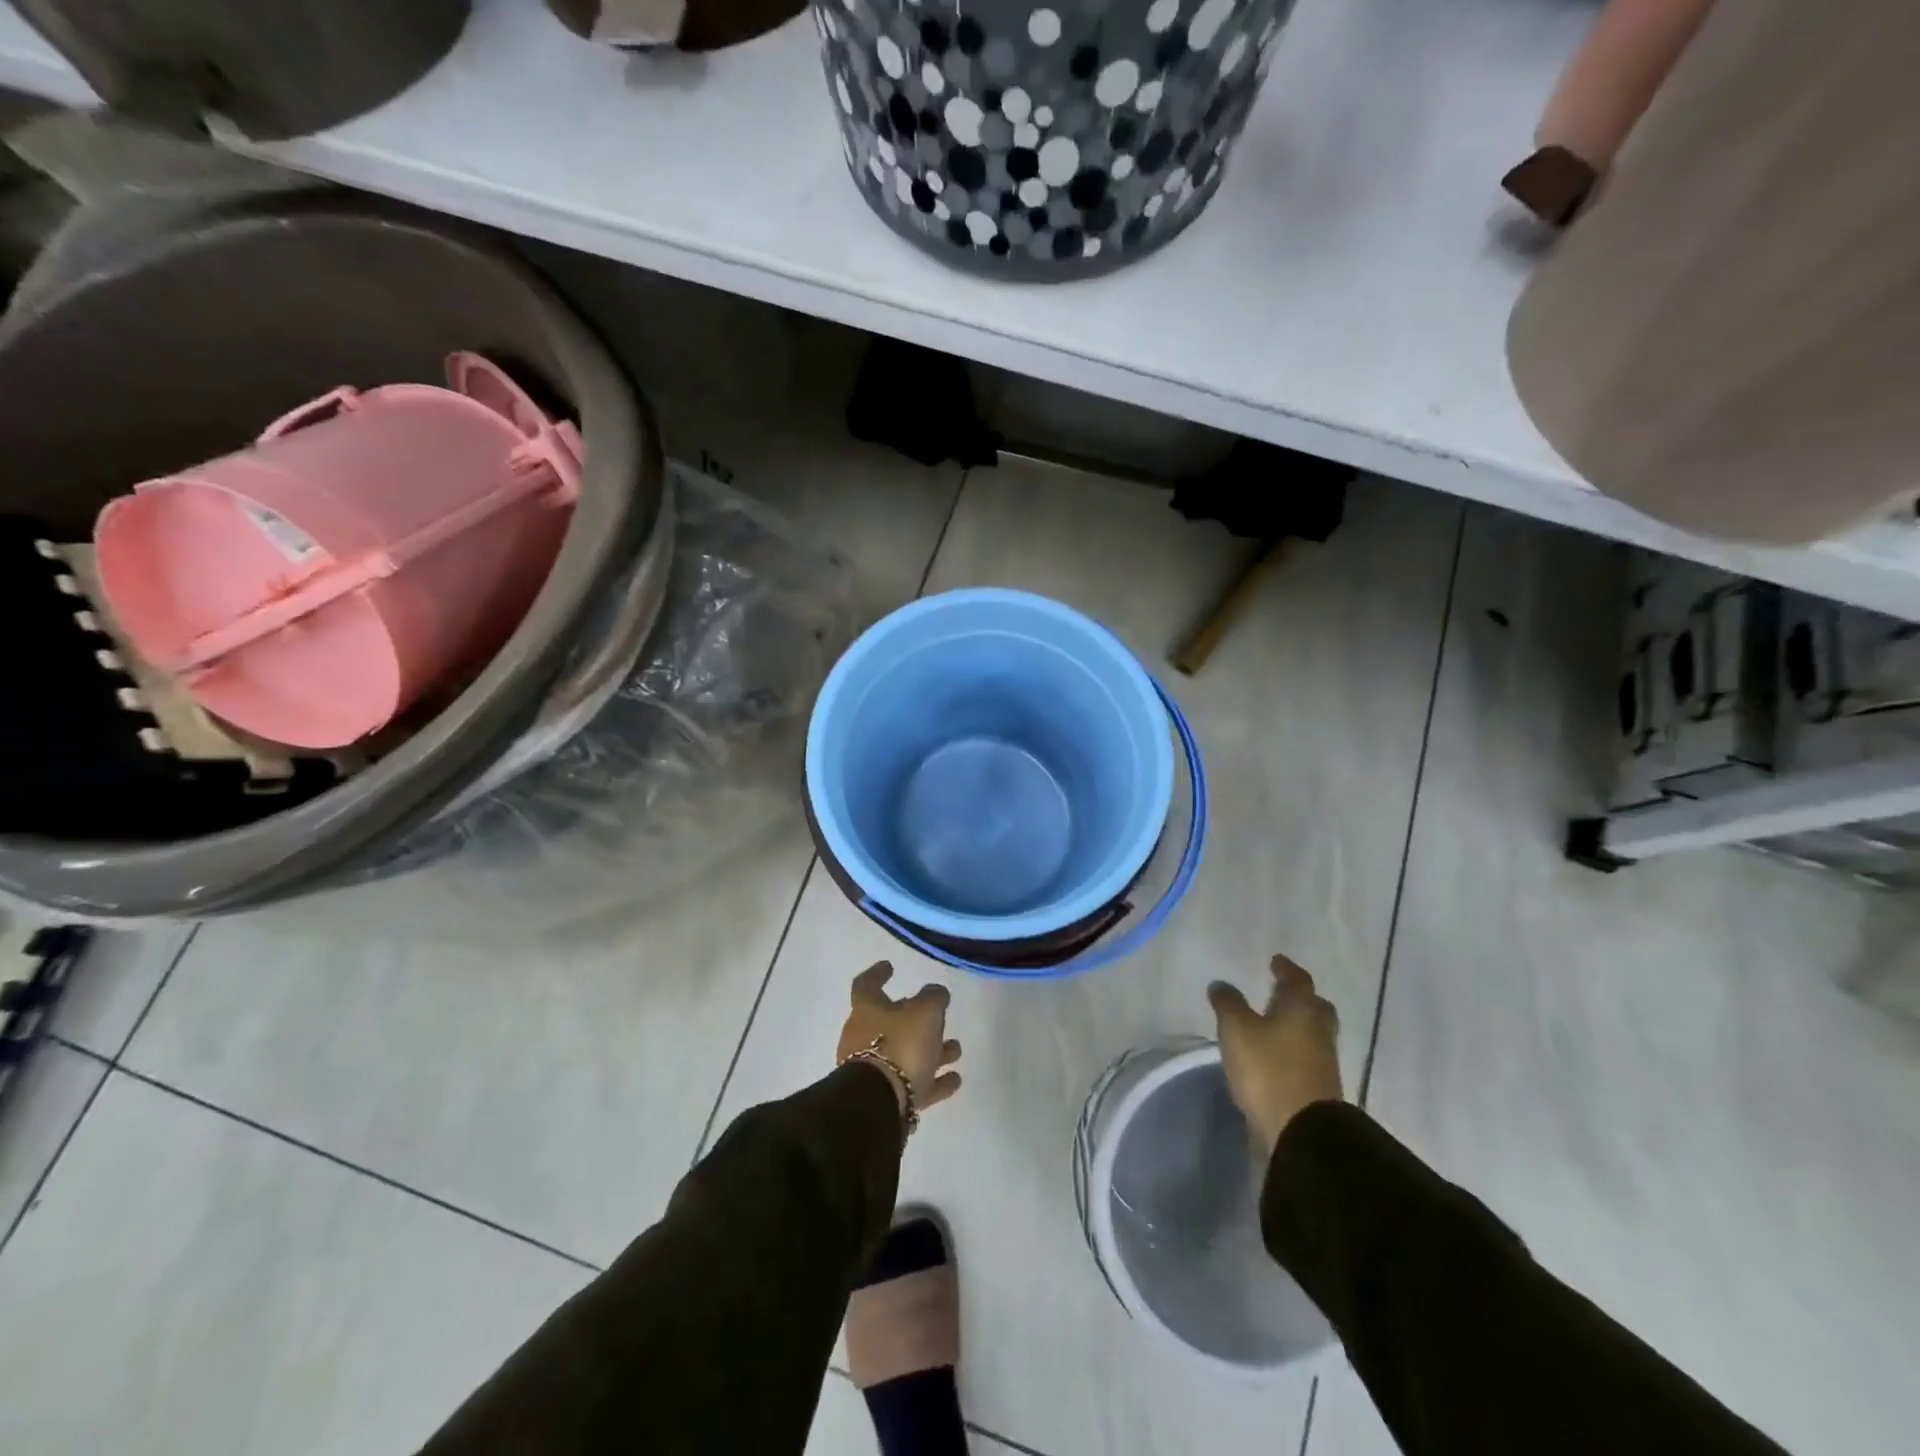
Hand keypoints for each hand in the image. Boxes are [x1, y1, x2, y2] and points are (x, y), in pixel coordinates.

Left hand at [838, 962, 962, 1122]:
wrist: (879, 1103)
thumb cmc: (900, 1045)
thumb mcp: (925, 1012)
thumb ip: (933, 997)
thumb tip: (935, 993)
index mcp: (866, 1011)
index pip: (866, 985)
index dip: (878, 974)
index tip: (890, 966)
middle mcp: (863, 1038)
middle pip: (891, 1022)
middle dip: (916, 1019)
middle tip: (938, 1016)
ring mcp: (874, 1070)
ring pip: (906, 1054)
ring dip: (931, 1051)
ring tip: (956, 1050)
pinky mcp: (887, 1098)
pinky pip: (914, 1084)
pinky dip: (934, 1080)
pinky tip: (955, 1079)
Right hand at [1208, 954, 1343, 1157]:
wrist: (1302, 1131)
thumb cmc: (1268, 1068)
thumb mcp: (1236, 1029)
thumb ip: (1228, 1003)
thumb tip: (1222, 984)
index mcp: (1302, 1007)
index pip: (1298, 979)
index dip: (1286, 969)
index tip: (1276, 961)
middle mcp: (1318, 1029)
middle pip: (1314, 1005)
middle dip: (1298, 997)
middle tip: (1279, 991)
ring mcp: (1323, 1060)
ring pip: (1312, 1031)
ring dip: (1296, 1023)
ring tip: (1272, 1022)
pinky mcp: (1320, 1086)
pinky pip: (1307, 1055)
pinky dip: (1294, 1047)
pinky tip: (1275, 1053)